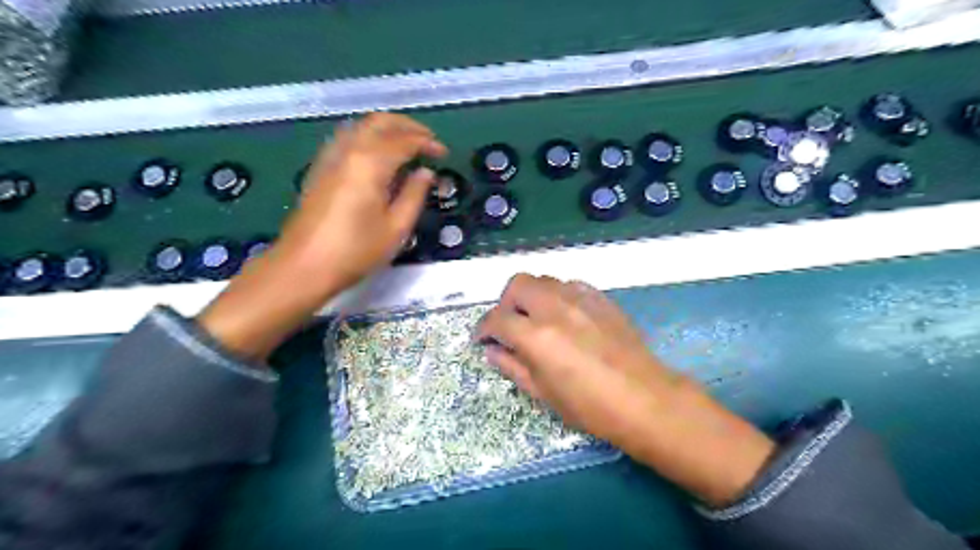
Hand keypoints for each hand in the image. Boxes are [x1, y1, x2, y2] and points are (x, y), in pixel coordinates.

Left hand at [198, 112, 446, 361]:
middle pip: (380, 122)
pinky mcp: (320, 168)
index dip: (427, 143)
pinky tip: (377, 156)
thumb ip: (414, 195)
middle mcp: (349, 150)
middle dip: (408, 126)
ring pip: (361, 126)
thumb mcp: (396, 228)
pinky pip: (348, 138)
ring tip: (406, 144)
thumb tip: (425, 173)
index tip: (443, 154)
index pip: (404, 141)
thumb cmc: (355, 251)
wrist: (304, 266)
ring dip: (387, 128)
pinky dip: (369, 137)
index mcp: (370, 163)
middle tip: (428, 139)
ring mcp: (330, 157)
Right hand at [480, 275, 777, 507]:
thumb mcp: (543, 393)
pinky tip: (563, 315)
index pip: (497, 319)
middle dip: (505, 302)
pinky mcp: (600, 298)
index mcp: (536, 336)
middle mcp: (554, 308)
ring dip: (531, 296)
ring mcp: (580, 298)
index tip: (482, 339)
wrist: (645, 399)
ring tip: (535, 319)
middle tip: (508, 324)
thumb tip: (493, 351)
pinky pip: (569, 284)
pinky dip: (556, 295)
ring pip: (544, 280)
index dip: (483, 329)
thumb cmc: (590, 406)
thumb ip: (513, 366)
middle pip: (517, 284)